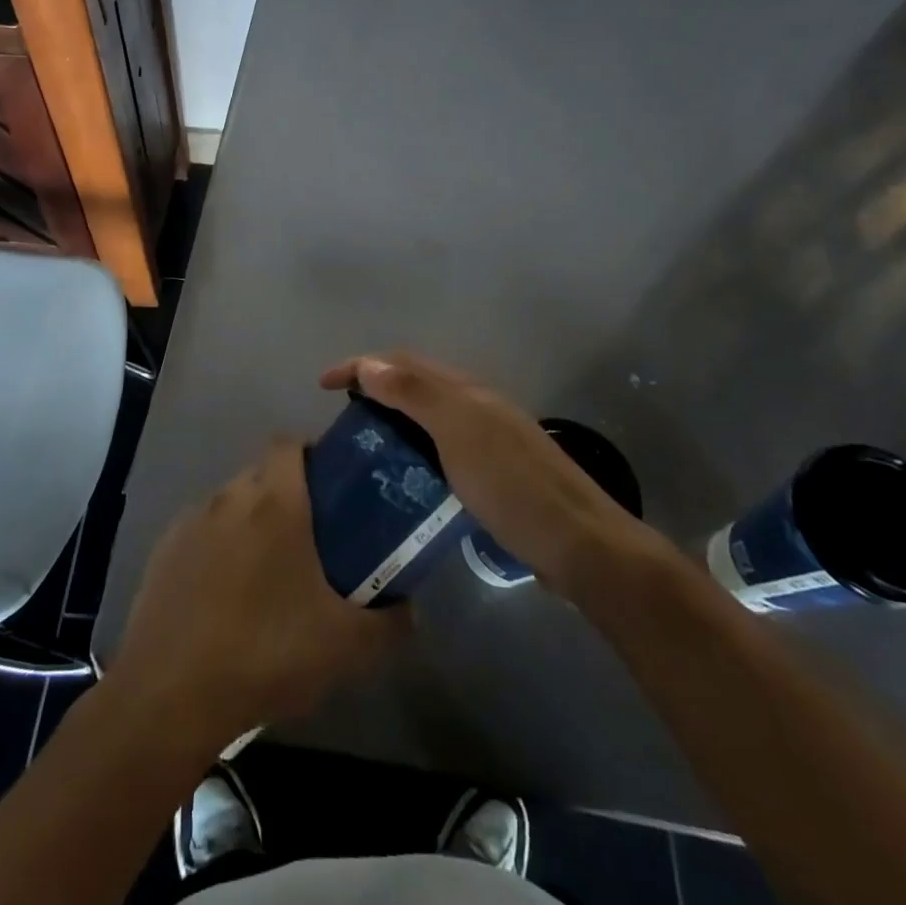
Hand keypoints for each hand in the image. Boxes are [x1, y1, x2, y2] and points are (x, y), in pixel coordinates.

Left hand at [104, 440, 408, 753]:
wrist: (170, 694)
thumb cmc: (266, 652)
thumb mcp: (346, 646)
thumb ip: (390, 623)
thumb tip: (412, 610)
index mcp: (274, 501)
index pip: (289, 443)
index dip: (311, 454)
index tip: (331, 489)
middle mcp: (229, 497)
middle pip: (261, 473)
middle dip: (285, 494)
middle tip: (310, 539)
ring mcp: (190, 522)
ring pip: (229, 504)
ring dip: (249, 523)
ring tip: (267, 575)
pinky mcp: (163, 550)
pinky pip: (200, 534)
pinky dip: (216, 550)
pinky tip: (224, 598)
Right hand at [320, 351, 666, 595]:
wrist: (581, 544)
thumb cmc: (513, 484)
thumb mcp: (459, 432)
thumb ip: (415, 393)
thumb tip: (370, 363)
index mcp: (466, 390)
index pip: (402, 361)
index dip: (360, 364)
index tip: (323, 385)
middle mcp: (477, 405)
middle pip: (416, 381)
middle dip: (375, 383)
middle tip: (342, 412)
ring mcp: (489, 439)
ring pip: (429, 413)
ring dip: (394, 415)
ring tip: (365, 442)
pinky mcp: (495, 473)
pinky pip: (441, 444)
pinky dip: (414, 446)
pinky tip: (406, 474)